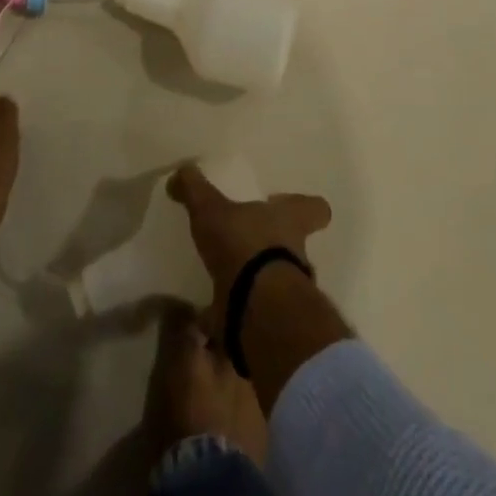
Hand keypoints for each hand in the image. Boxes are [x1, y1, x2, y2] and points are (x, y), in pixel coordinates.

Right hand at [168, 164, 331, 311]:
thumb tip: (181, 171)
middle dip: (275, 248)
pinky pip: (251, 317)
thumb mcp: (212, 210)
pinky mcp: (271, 325)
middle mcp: (297, 256)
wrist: (256, 311)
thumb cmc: (244, 246)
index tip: (300, 208)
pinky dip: (234, 317)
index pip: (314, 209)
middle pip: (296, 247)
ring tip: (228, 281)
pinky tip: (211, 316)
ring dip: (257, 283)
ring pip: (277, 283)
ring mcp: (287, 294)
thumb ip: (196, 189)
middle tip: (250, 245)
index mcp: (290, 222)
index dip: (309, 208)